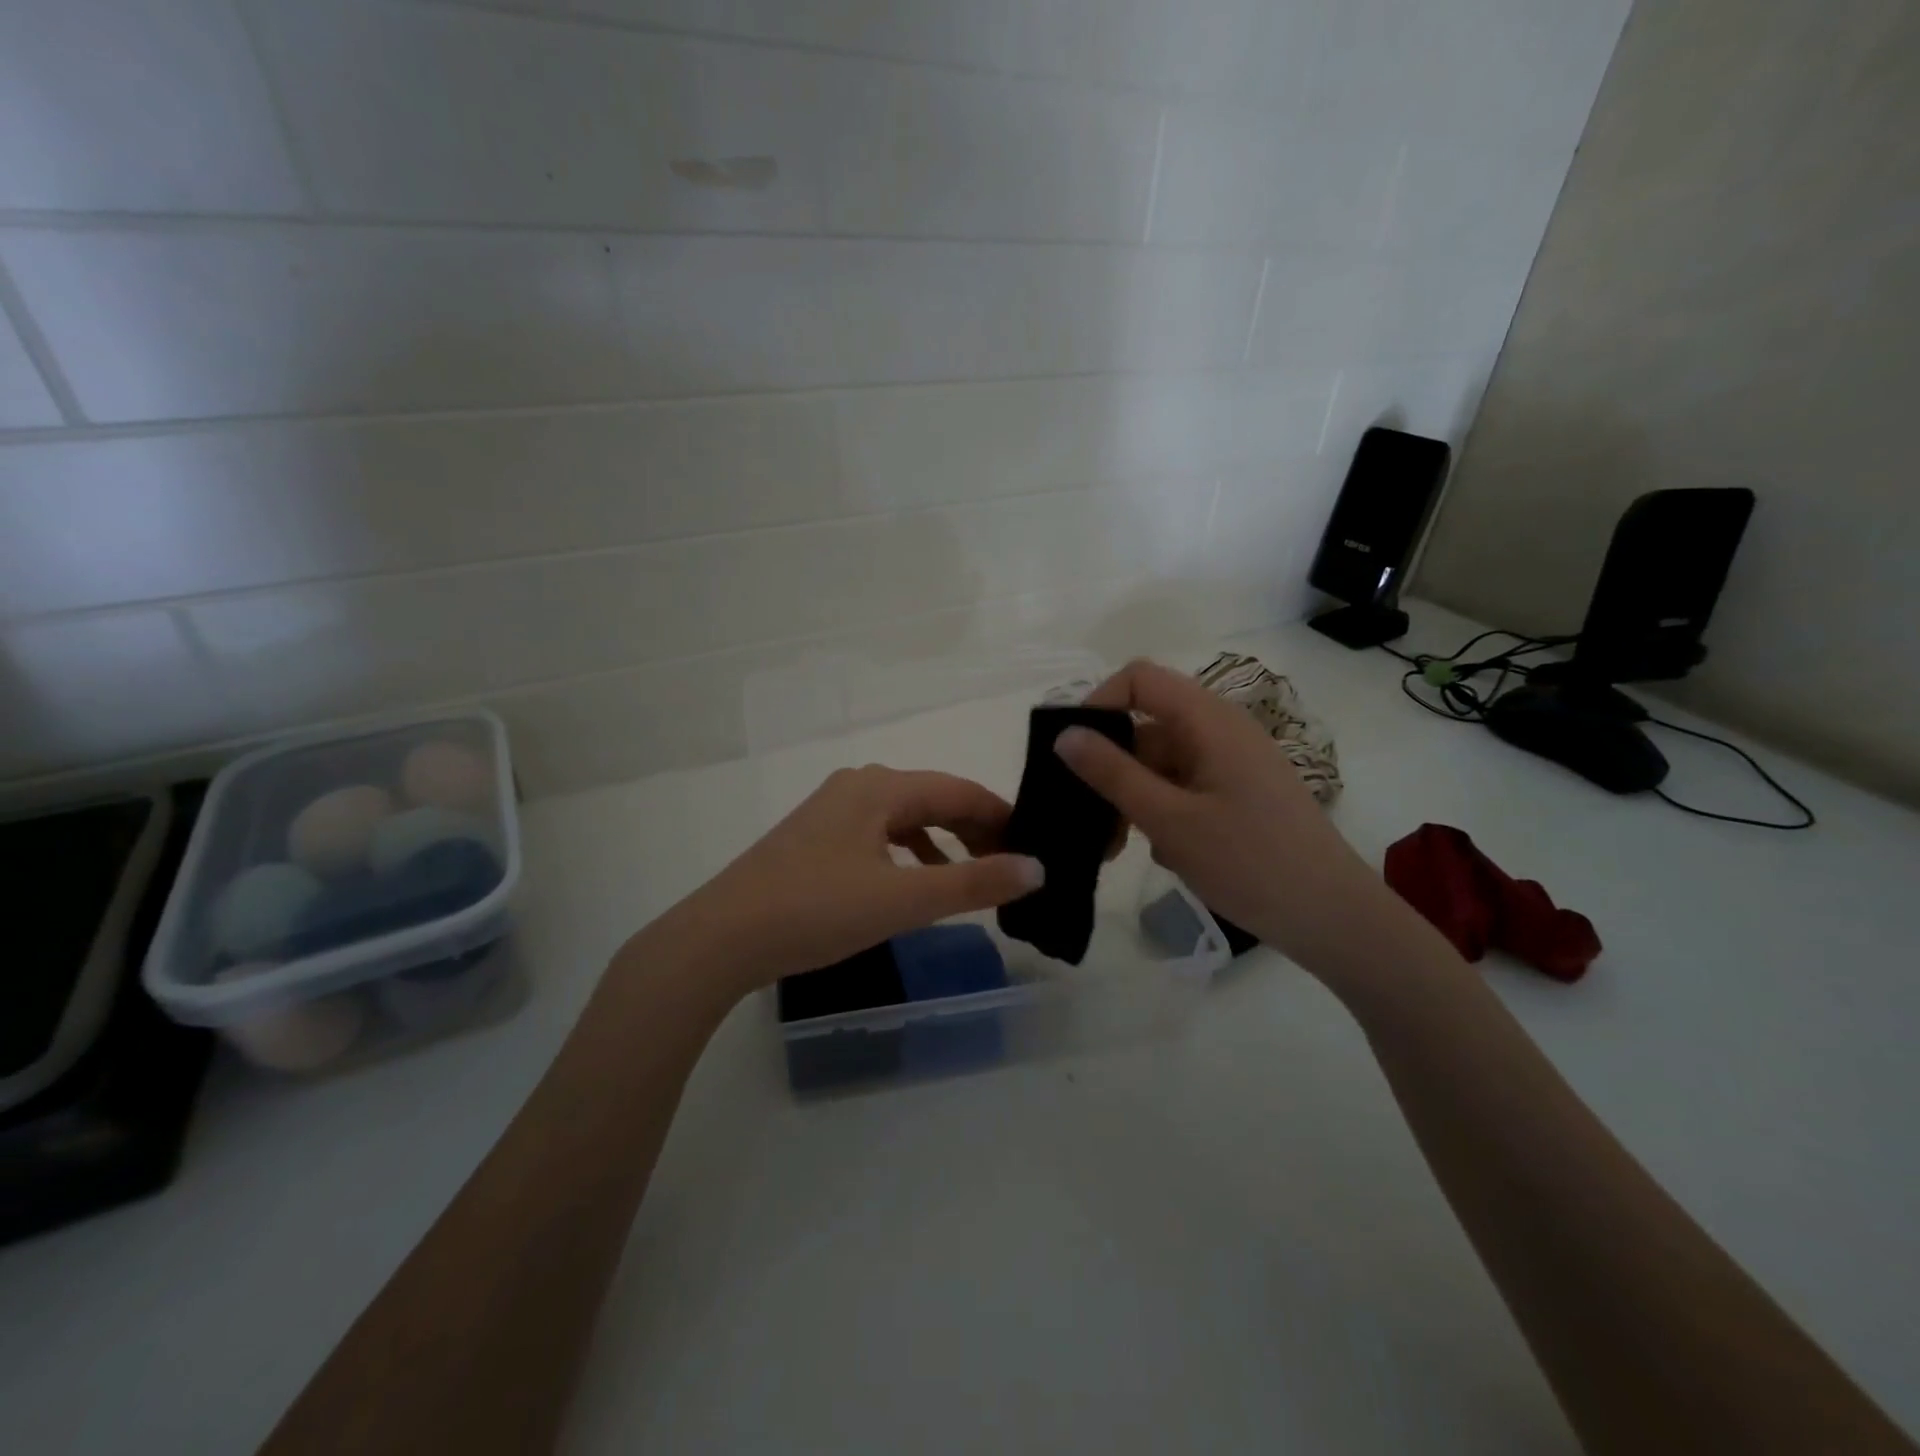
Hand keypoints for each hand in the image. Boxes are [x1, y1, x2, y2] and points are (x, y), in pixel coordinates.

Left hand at [658, 765, 1043, 994]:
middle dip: (974, 831)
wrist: (721, 938)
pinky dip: (908, 854)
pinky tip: (914, 882)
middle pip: (933, 800)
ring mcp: (831, 810)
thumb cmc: (817, 910)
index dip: (1002, 816)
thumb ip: (973, 883)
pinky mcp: (815, 838)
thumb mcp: (903, 900)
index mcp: (880, 786)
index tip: (1034, 847)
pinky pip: (879, 835)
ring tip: (971, 877)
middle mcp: (857, 785)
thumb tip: (1036, 869)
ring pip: (905, 818)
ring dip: (942, 844)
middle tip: (1010, 869)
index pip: (960, 790)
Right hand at [1055, 659, 1394, 980]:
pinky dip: (1161, 811)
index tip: (1072, 754)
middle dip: (1110, 767)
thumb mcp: (1169, 819)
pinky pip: (1183, 786)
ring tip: (1118, 847)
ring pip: (1161, 762)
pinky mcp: (1238, 793)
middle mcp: (1221, 730)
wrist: (1332, 918)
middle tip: (1088, 819)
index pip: (1139, 679)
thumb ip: (1112, 774)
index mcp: (1209, 720)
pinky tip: (1161, 852)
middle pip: (1146, 725)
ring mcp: (1231, 763)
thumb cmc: (1249, 862)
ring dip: (1132, 797)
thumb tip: (1064, 734)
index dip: (1099, 704)